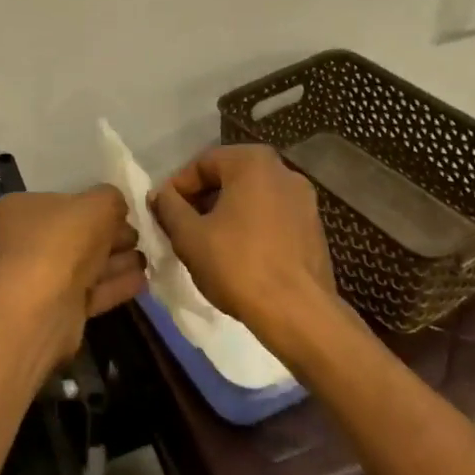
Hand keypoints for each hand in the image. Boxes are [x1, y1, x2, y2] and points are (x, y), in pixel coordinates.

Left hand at [0, 187, 147, 366]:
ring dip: (115, 262)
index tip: (122, 213)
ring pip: (82, 266)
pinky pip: (87, 292)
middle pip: (73, 235)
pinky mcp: (52, 311)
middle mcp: (20, 243)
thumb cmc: (61, 242)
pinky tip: (141, 281)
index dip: (93, 206)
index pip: (60, 202)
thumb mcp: (97, 204)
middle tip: (138, 237)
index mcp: (18, 210)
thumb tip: (115, 206)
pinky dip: (113, 285)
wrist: (40, 309)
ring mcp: (34, 280)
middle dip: (109, 236)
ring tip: (146, 260)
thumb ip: (111, 198)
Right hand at [150, 145, 338, 339]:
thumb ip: (169, 207)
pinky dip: (251, 228)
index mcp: (253, 161)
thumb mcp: (189, 236)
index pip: (202, 164)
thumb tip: (160, 195)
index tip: (163, 214)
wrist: (298, 313)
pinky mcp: (314, 228)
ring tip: (206, 245)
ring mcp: (304, 199)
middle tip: (181, 229)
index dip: (177, 188)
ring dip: (225, 215)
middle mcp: (283, 171)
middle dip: (201, 201)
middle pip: (229, 178)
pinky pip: (272, 218)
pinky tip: (237, 257)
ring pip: (251, 199)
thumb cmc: (238, 265)